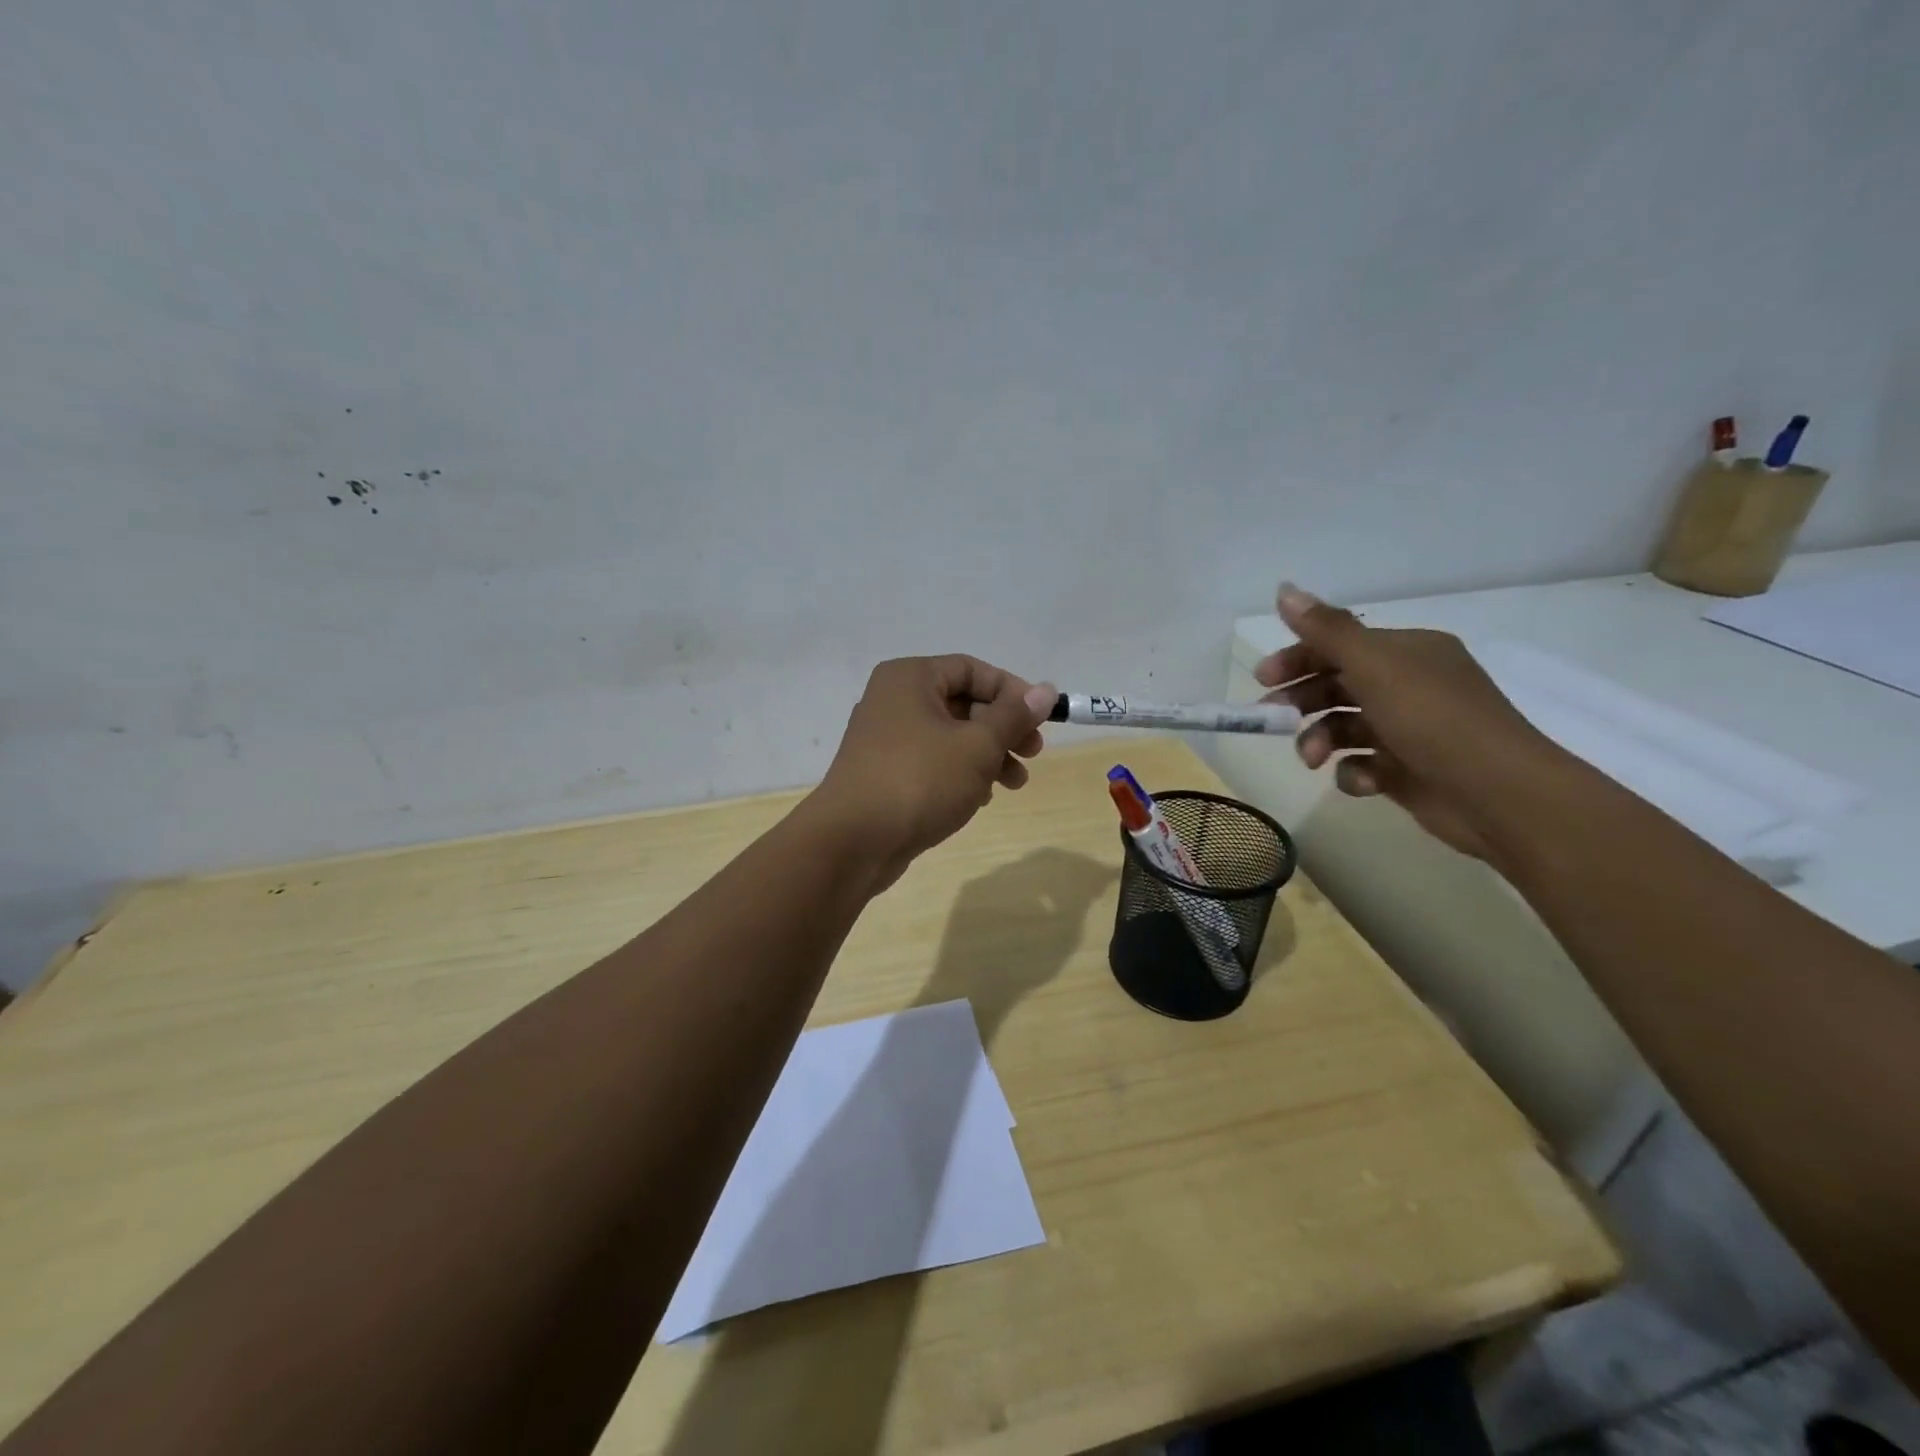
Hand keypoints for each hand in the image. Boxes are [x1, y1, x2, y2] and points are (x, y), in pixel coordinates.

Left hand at [809, 655, 1056, 885]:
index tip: (1041, 719)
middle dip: (1002, 729)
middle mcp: (893, 700)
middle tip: (1033, 753)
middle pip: (962, 703)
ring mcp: (885, 738)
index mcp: (910, 679)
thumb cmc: (920, 780)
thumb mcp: (977, 746)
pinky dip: (960, 774)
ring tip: (1015, 784)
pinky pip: (932, 762)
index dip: (1012, 691)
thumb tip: (1046, 690)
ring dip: (987, 756)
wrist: (852, 842)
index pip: (972, 669)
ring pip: (949, 736)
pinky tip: (980, 798)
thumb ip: (1013, 717)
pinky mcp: (884, 773)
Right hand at [1253, 584, 1568, 859]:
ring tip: (1313, 760)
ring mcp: (1407, 730)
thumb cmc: (1433, 719)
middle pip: (1336, 685)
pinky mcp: (1406, 771)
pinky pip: (1362, 764)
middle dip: (1301, 701)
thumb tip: (1283, 589)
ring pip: (1343, 727)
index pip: (1340, 645)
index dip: (1298, 657)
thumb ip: (1327, 630)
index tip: (1263, 678)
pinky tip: (1363, 781)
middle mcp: (1408, 685)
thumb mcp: (1375, 666)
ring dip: (1320, 740)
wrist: (1498, 794)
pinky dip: (1354, 772)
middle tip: (1271, 718)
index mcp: (1407, 652)